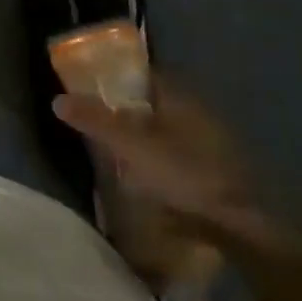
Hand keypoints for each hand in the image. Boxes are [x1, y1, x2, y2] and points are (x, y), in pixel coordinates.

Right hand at [52, 77, 265, 239]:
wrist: (244, 227)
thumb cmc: (185, 174)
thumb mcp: (131, 146)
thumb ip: (95, 121)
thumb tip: (57, 98)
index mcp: (180, 97)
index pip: (144, 73)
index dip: (117, 76)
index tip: (91, 86)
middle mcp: (200, 112)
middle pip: (155, 102)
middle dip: (128, 108)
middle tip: (98, 121)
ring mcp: (214, 143)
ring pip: (169, 129)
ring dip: (145, 136)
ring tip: (116, 152)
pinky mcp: (220, 172)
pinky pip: (181, 154)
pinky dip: (161, 158)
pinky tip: (146, 177)